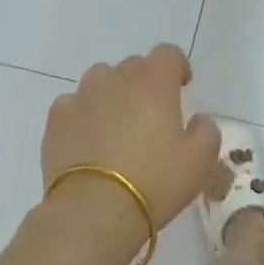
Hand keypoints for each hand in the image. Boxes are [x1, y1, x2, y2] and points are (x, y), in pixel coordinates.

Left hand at [41, 45, 219, 243]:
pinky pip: (73, 103)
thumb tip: (198, 119)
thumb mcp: (200, 161)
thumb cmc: (155, 182)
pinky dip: (83, 113)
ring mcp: (82, 96)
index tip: (181, 87)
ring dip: (112, 93)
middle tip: (150, 115)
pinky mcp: (57, 119)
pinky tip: (88, 139)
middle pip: (133, 66)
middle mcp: (116, 80)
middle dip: (145, 82)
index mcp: (154, 83)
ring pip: (100, 80)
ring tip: (116, 124)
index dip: (176, 66)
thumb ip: (206, 131)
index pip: (167, 54)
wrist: (94, 211)